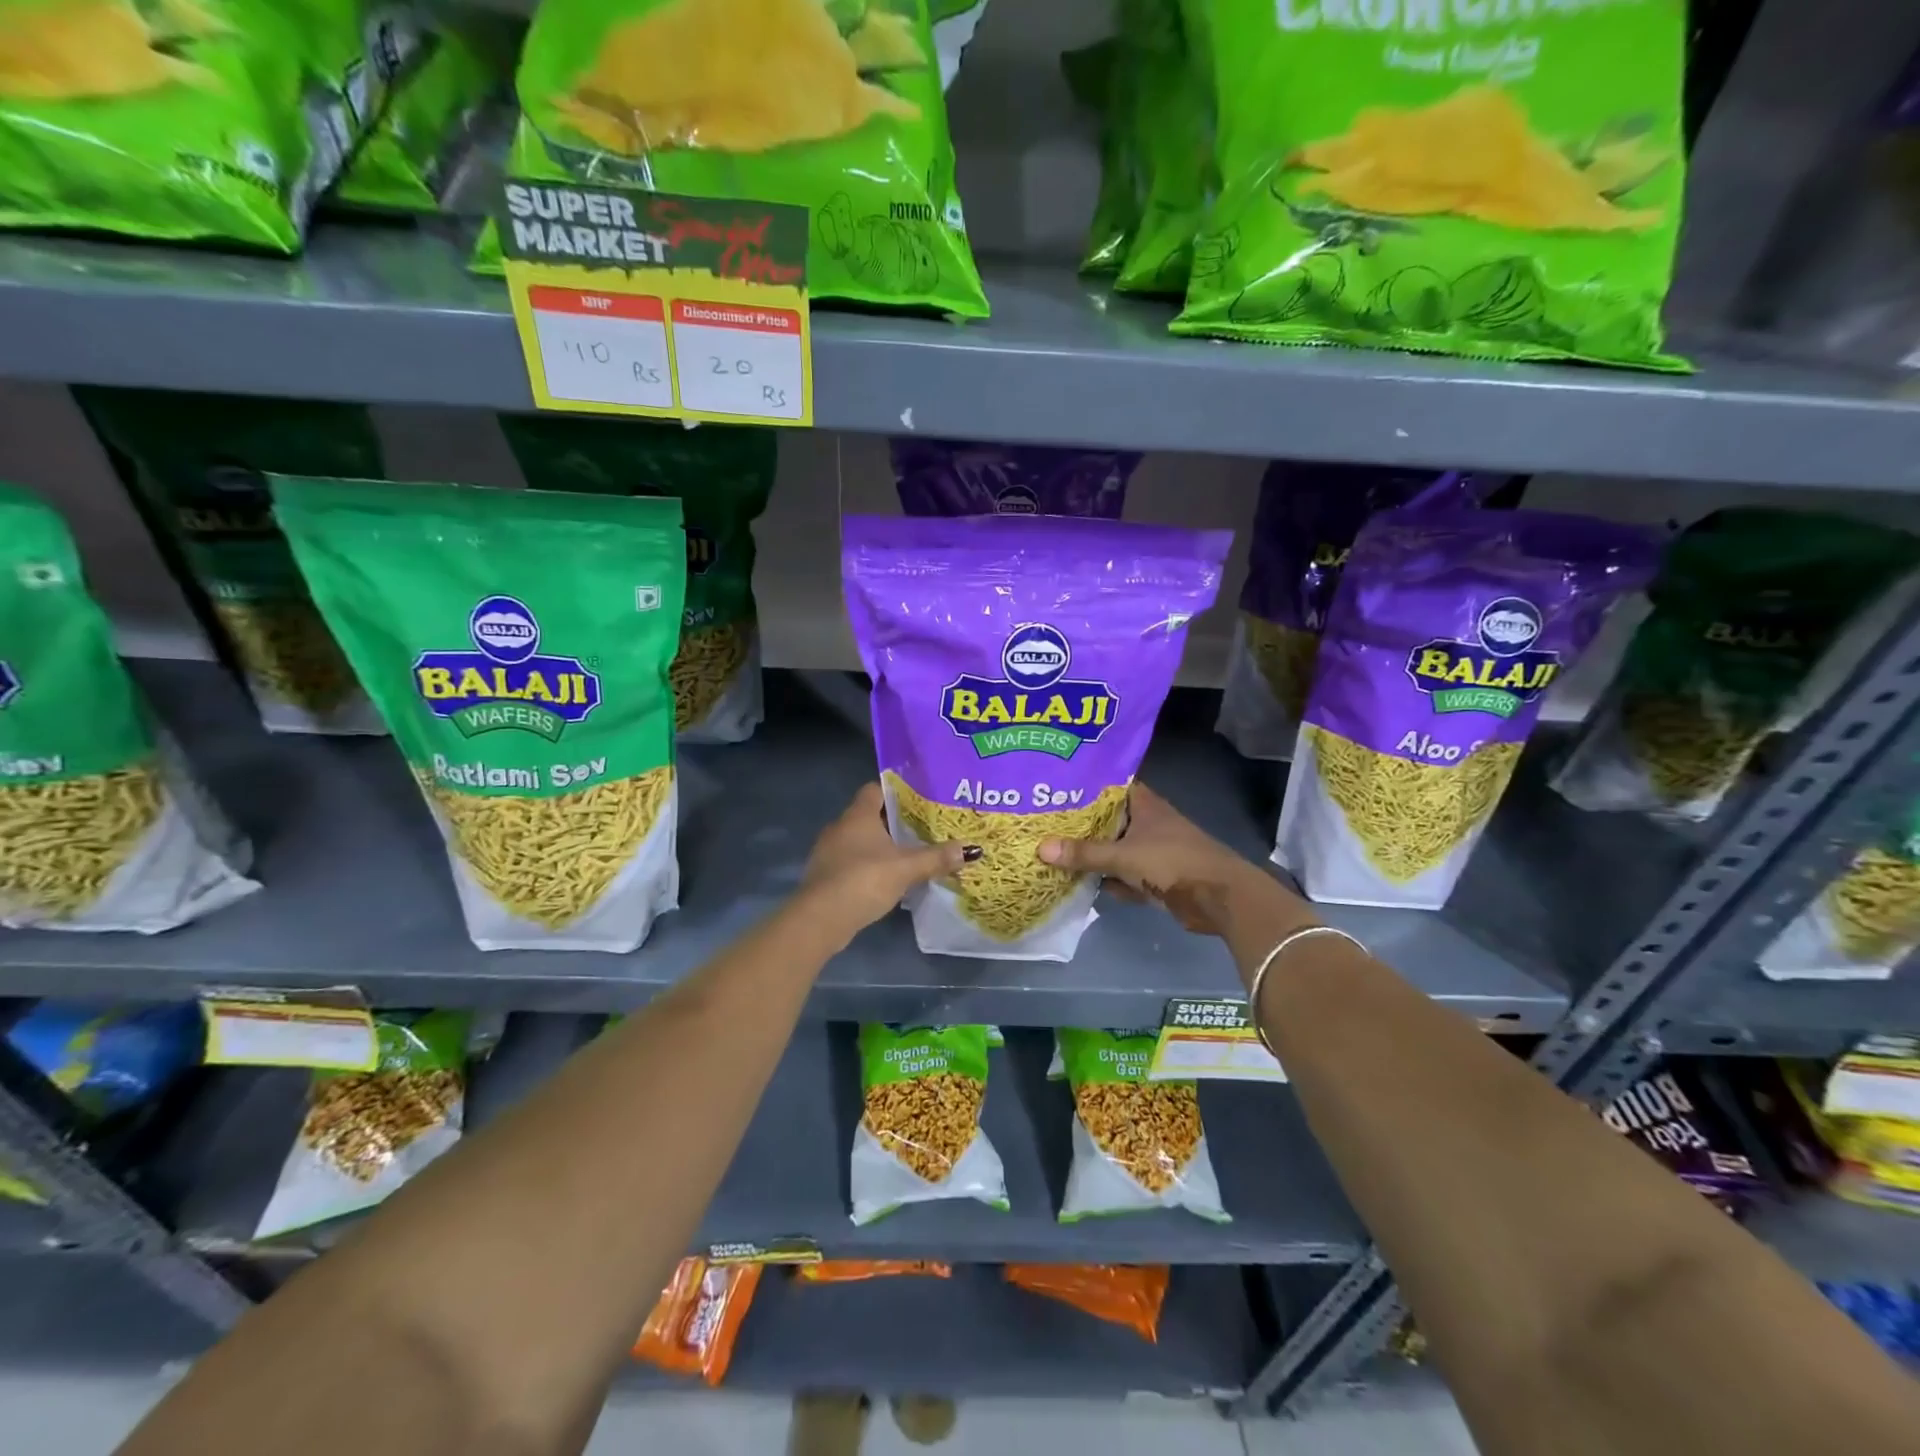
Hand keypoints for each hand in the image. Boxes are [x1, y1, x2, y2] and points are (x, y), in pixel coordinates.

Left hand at [800, 783, 967, 937]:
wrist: (821, 918)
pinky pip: (851, 862)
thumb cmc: (864, 880)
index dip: (896, 792)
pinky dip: (868, 866)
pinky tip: (886, 879)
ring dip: (880, 847)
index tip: (919, 800)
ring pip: (860, 840)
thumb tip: (971, 849)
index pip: (875, 789)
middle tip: (922, 829)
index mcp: (858, 815)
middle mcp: (840, 827)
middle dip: (894, 822)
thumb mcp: (906, 868)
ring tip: (908, 855)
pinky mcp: (825, 875)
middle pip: (869, 816)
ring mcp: (828, 852)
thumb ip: (936, 858)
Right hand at [1038, 782, 1278, 937]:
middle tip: (1044, 824)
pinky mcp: (1156, 877)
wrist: (1218, 898)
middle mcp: (1148, 822)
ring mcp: (1153, 850)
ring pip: (1115, 849)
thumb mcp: (1123, 856)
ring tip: (1054, 852)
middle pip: (1108, 820)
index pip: (1110, 786)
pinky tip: (1081, 884)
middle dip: (1081, 826)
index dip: (1085, 785)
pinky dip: (1109, 880)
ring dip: (1094, 856)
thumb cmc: (1172, 862)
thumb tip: (1041, 848)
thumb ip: (1084, 853)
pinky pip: (1124, 875)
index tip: (1055, 788)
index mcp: (1144, 805)